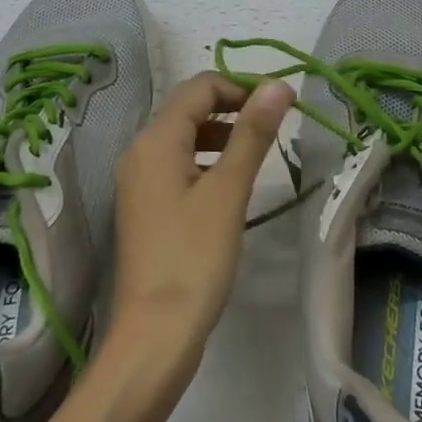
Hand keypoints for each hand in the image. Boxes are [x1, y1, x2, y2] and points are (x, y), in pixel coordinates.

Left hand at [112, 73, 294, 359]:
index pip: (201, 87)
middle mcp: (140, 152)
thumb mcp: (228, 190)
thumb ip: (253, 134)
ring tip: (260, 154)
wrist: (155, 336)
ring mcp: (140, 181)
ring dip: (223, 135)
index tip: (281, 104)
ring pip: (186, 137)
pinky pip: (180, 165)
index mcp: (155, 140)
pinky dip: (208, 162)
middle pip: (191, 108)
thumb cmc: (194, 258)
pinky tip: (233, 184)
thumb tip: (278, 85)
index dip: (242, 87)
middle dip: (234, 108)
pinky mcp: (148, 207)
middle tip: (276, 126)